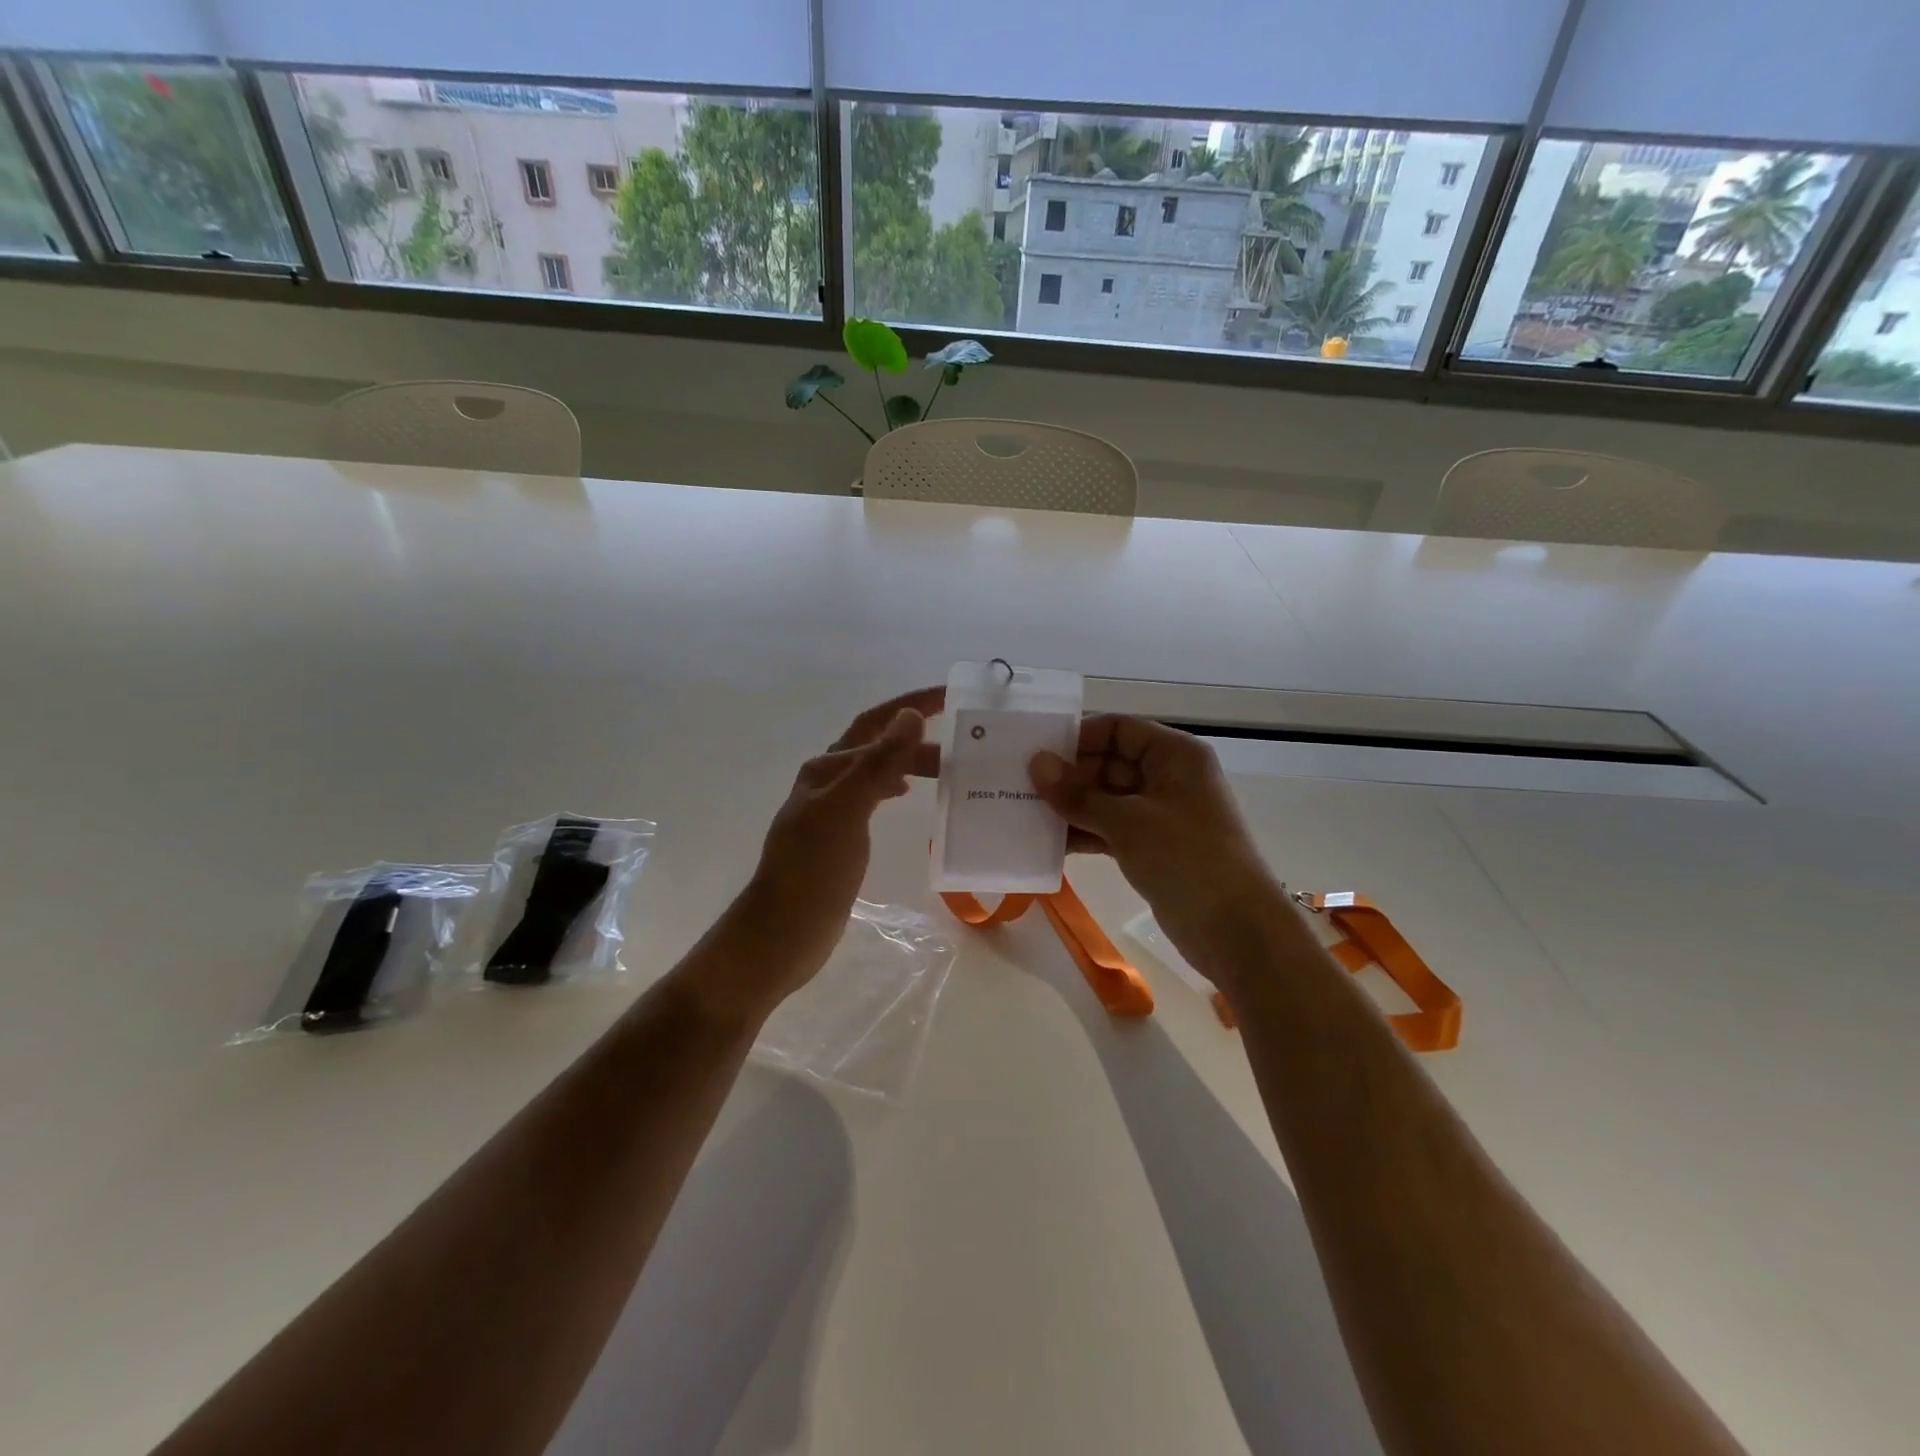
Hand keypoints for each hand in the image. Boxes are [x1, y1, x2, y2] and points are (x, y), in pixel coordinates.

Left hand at [705, 687, 942, 1017]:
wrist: (782, 934)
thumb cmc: (812, 872)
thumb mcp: (845, 812)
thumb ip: (877, 764)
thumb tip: (910, 715)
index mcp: (827, 768)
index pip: (876, 723)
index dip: (912, 704)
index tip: (952, 694)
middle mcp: (829, 781)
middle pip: (879, 746)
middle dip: (918, 737)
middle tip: (966, 744)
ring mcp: (833, 810)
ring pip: (879, 772)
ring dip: (911, 762)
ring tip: (950, 768)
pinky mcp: (841, 836)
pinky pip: (875, 798)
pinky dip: (897, 787)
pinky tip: (910, 795)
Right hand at [1028, 716, 1281, 974]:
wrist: (1237, 930)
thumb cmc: (1186, 859)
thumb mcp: (1127, 822)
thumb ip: (1078, 794)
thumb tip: (1036, 764)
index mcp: (1174, 755)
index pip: (1119, 729)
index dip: (1079, 739)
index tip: (1038, 756)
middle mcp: (1169, 778)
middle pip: (1110, 764)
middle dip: (1069, 776)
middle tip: (1021, 788)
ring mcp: (1161, 815)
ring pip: (1107, 800)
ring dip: (1072, 808)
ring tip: (1025, 814)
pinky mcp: (1154, 849)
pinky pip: (1112, 830)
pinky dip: (1085, 833)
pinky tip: (1048, 844)